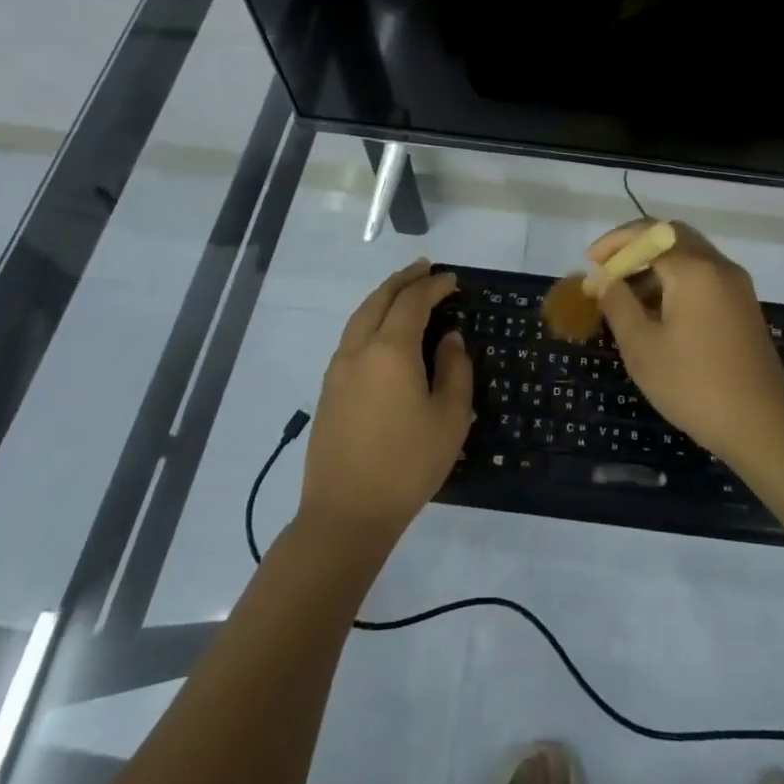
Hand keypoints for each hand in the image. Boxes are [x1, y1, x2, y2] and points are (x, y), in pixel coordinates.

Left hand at [299, 261, 472, 544]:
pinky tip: (383, 331)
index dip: (434, 286)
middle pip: (379, 299)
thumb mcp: (449, 418)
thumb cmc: (407, 465)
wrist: (346, 514)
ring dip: (383, 297)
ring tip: (403, 290)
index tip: (453, 280)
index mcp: (390, 350)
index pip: (413, 302)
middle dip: (404, 280)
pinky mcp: (328, 389)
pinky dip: (370, 318)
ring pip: (360, 316)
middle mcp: (359, 349)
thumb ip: (455, 370)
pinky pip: (351, 336)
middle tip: (425, 269)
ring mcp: (337, 369)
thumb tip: (449, 339)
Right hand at [587, 220, 783, 463]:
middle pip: (672, 236)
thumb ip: (618, 304)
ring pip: (689, 255)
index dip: (615, 243)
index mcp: (694, 270)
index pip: (648, 234)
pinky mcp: (743, 306)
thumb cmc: (694, 386)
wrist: (763, 427)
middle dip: (636, 247)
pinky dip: (676, 280)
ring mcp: (736, 286)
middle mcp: (719, 266)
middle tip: (608, 269)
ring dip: (655, 264)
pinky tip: (655, 311)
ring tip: (624, 294)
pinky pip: (704, 276)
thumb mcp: (642, 347)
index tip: (590, 263)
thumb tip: (603, 279)